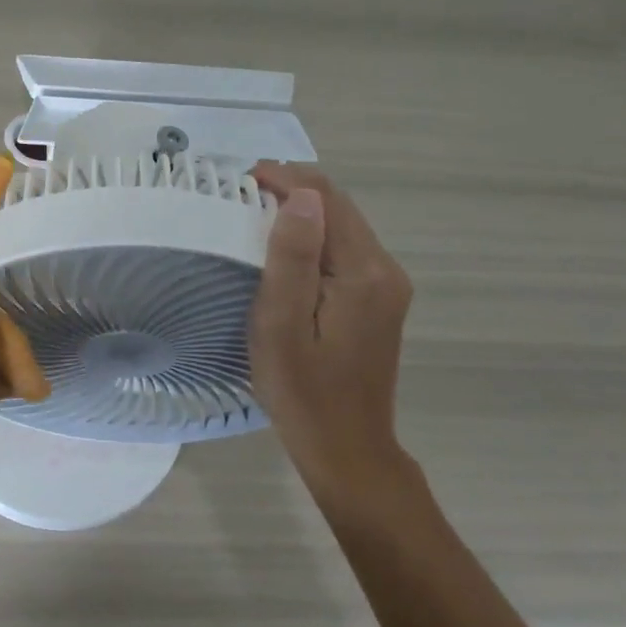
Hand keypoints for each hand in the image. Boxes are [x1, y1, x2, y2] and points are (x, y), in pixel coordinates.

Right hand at [249, 163, 415, 509]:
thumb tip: (301, 196)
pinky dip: (312, 234)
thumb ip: (292, 258)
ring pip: (341, 225)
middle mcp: (385, 269)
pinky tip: (283, 245)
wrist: (346, 448)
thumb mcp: (282, 324)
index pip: (326, 200)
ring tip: (253, 211)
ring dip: (301, 210)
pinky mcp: (377, 299)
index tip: (240, 179)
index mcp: (364, 272)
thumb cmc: (302, 390)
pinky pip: (343, 248)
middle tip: (240, 191)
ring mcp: (386, 285)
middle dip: (291, 189)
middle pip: (339, 207)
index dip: (284, 179)